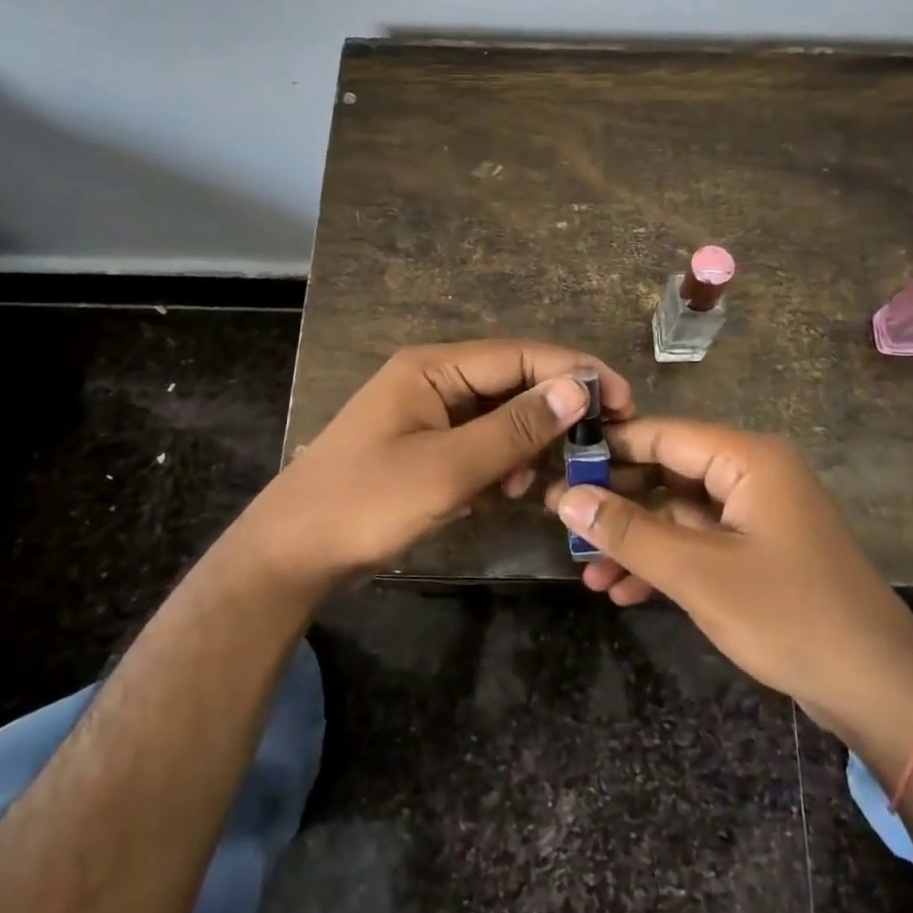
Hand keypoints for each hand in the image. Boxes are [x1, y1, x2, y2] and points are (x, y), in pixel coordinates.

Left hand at [235, 340, 632, 597]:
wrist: (290, 556)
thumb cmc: (366, 503)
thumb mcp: (449, 468)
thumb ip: (516, 428)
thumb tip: (579, 387)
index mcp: (433, 367)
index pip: (520, 356)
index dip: (574, 372)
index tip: (622, 399)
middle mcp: (433, 379)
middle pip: (512, 382)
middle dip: (554, 411)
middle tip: (600, 442)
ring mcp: (427, 414)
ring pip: (499, 415)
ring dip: (527, 443)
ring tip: (542, 479)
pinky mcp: (425, 447)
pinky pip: (479, 443)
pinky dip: (501, 463)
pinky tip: (507, 491)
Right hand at [548, 419, 912, 740]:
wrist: (878, 689)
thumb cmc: (789, 616)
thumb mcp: (698, 575)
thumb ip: (629, 532)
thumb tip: (566, 497)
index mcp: (747, 458)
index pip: (661, 434)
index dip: (607, 450)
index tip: (555, 467)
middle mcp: (752, 473)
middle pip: (668, 472)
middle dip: (617, 504)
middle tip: (562, 525)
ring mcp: (756, 513)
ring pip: (679, 512)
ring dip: (636, 541)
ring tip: (586, 571)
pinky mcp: (758, 550)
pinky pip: (699, 542)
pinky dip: (664, 562)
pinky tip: (622, 591)